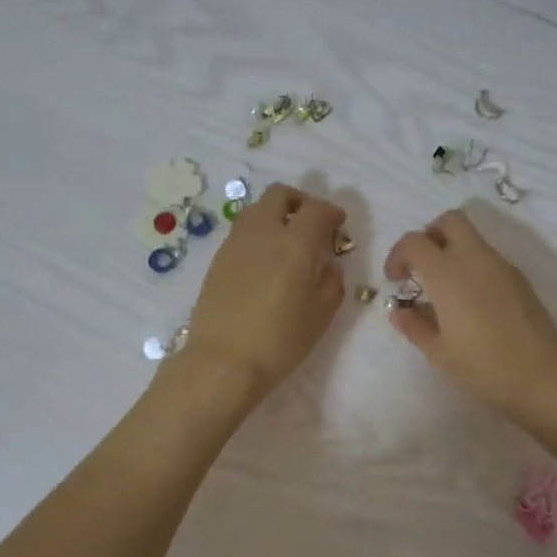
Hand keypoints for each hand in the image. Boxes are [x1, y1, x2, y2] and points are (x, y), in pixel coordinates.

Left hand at [183, 182, 345, 402]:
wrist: (222, 361)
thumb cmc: (279, 341)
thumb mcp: (320, 316)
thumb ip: (332, 284)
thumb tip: (329, 267)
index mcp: (295, 243)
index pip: (316, 209)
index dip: (331, 212)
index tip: (338, 224)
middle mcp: (263, 232)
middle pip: (280, 195)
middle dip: (300, 202)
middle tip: (312, 226)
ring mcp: (235, 243)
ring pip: (257, 210)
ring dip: (276, 216)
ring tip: (287, 244)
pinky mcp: (218, 259)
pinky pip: (243, 232)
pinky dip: (259, 234)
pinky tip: (265, 263)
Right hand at [384, 209, 556, 423]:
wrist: (543, 378)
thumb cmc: (483, 367)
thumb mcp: (439, 352)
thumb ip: (414, 325)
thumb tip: (399, 310)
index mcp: (448, 274)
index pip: (414, 242)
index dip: (398, 255)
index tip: (395, 280)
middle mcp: (475, 259)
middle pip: (450, 220)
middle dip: (430, 235)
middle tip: (422, 266)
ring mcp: (502, 266)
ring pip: (472, 238)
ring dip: (453, 250)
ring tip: (445, 290)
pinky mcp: (520, 279)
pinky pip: (489, 258)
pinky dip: (472, 266)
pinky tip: (472, 302)